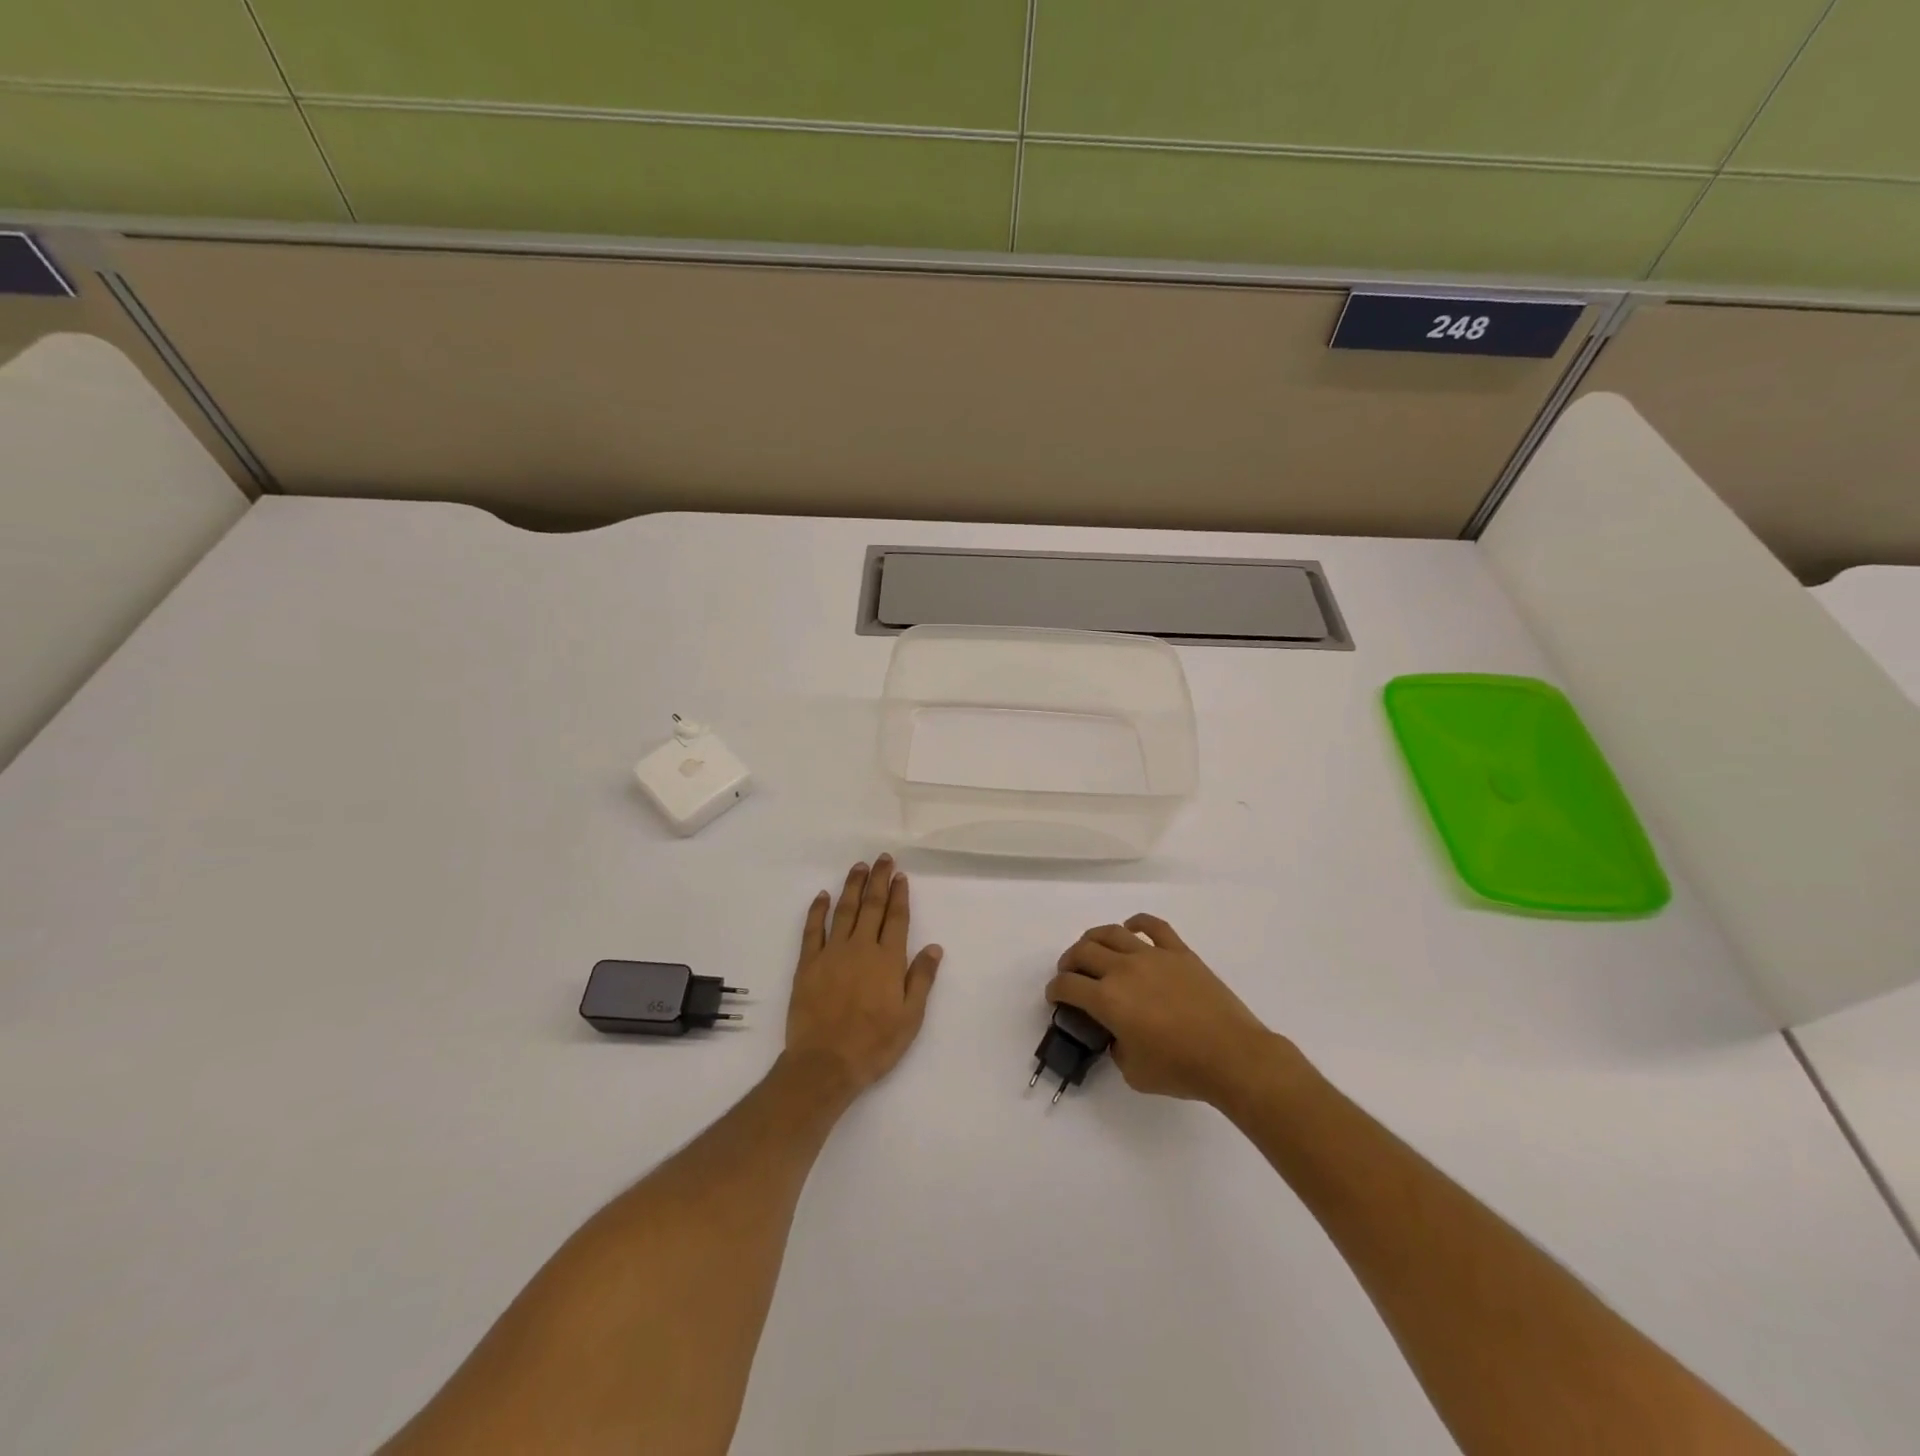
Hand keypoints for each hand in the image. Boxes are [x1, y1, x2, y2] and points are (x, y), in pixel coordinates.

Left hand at [785, 855, 942, 1099]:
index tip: (900, 875)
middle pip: (871, 906)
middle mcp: (861, 948)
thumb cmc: (874, 1044)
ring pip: (844, 911)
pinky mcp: (808, 964)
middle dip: (878, 880)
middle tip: (882, 859)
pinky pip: (812, 930)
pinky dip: (818, 910)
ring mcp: (832, 953)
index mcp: (888, 960)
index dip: (899, 895)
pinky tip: (823, 895)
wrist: (826, 1063)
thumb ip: (921, 979)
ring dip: (852, 886)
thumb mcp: (910, 1017)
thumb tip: (934, 947)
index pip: (896, 918)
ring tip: (858, 867)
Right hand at [1048, 914, 1285, 1105]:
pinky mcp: (1179, 952)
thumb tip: (1118, 1033)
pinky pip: (1153, 926)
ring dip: (1094, 938)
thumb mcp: (1133, 1072)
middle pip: (1083, 952)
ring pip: (1112, 932)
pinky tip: (1131, 928)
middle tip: (1070, 974)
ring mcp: (1152, 955)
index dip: (1055, 990)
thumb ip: (1116, 1048)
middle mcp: (1123, 969)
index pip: (1068, 985)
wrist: (1232, 1056)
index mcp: (1107, 1000)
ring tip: (1092, 949)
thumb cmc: (1180, 1069)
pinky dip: (1137, 922)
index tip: (1056, 997)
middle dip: (1069, 962)